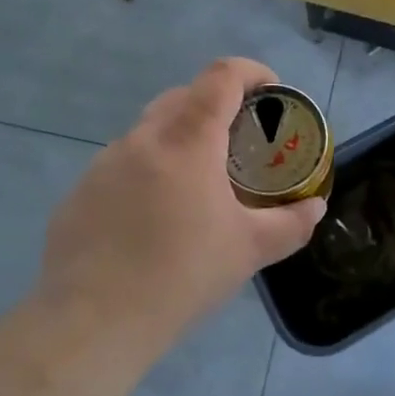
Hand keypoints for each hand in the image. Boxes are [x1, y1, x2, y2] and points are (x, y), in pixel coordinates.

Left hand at [40, 58, 326, 352]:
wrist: (91, 323)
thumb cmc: (181, 275)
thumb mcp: (249, 250)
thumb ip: (290, 223)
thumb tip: (315, 207)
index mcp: (188, 140)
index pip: (221, 76)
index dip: (251, 72)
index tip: (271, 92)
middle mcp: (142, 138)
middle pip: (184, 96)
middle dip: (216, 105)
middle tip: (239, 141)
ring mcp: (103, 163)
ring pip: (149, 131)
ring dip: (179, 139)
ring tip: (197, 184)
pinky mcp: (79, 193)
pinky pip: (121, 165)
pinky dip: (146, 172)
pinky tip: (152, 219)